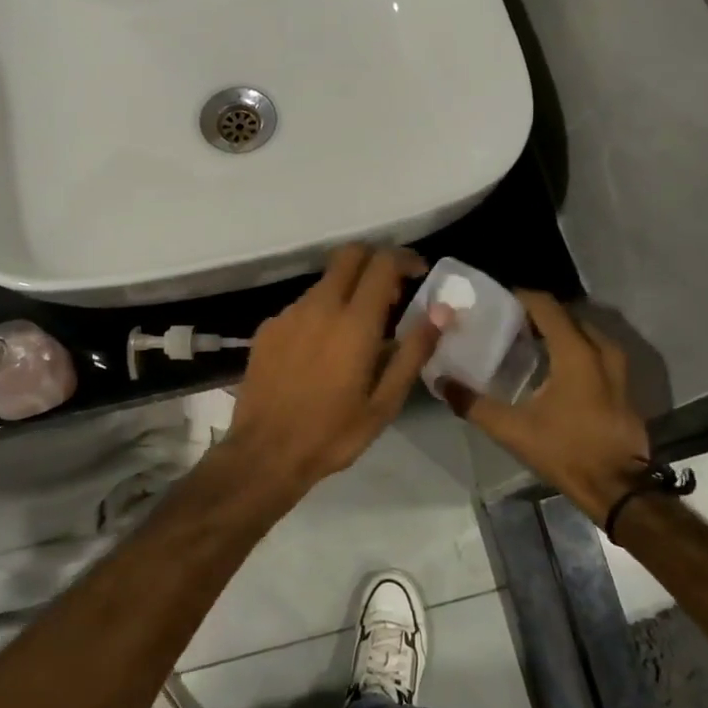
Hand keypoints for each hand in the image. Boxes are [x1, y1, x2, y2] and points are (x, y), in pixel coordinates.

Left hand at [225, 245, 445, 491]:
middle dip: (375, 260)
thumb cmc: (333, 433)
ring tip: (358, 330)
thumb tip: (442, 311)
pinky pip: (303, 305)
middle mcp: (320, 306)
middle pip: (349, 255)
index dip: (405, 259)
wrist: (265, 452)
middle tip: (390, 293)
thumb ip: (414, 351)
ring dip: (348, 290)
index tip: (419, 273)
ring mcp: (289, 314)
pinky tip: (323, 349)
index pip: (382, 263)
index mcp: (354, 322)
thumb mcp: (385, 402)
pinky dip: (322, 312)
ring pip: (325, 281)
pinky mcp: (268, 327)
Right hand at [443, 291, 650, 521]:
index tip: (497, 300)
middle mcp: (600, 351)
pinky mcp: (624, 387)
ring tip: (529, 342)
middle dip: (538, 313)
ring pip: (585, 333)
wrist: (618, 489)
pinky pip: (596, 352)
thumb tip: (441, 382)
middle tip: (508, 322)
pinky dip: (575, 349)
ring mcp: (618, 369)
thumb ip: (473, 404)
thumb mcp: (513, 430)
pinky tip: (554, 368)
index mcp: (576, 352)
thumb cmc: (566, 451)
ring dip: (559, 332)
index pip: (546, 306)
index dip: (521, 297)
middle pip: (567, 316)